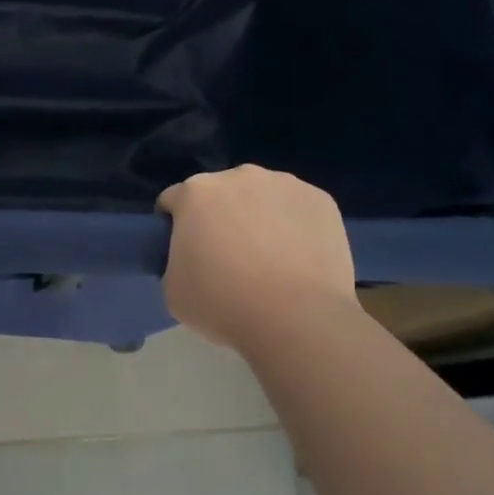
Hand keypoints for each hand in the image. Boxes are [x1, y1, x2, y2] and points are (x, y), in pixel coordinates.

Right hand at [157, 165, 358, 351]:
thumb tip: (191, 259)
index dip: (175, 226)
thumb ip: (174, 261)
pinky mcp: (320, 199)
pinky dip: (294, 226)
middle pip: (220, 193)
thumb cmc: (224, 304)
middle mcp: (239, 176)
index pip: (174, 201)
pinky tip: (298, 259)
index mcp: (196, 192)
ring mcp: (284, 184)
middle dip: (220, 217)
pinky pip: (297, 209)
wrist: (298, 319)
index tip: (186, 253)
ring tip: (270, 260)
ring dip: (258, 217)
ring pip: (261, 197)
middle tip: (228, 258)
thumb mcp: (173, 290)